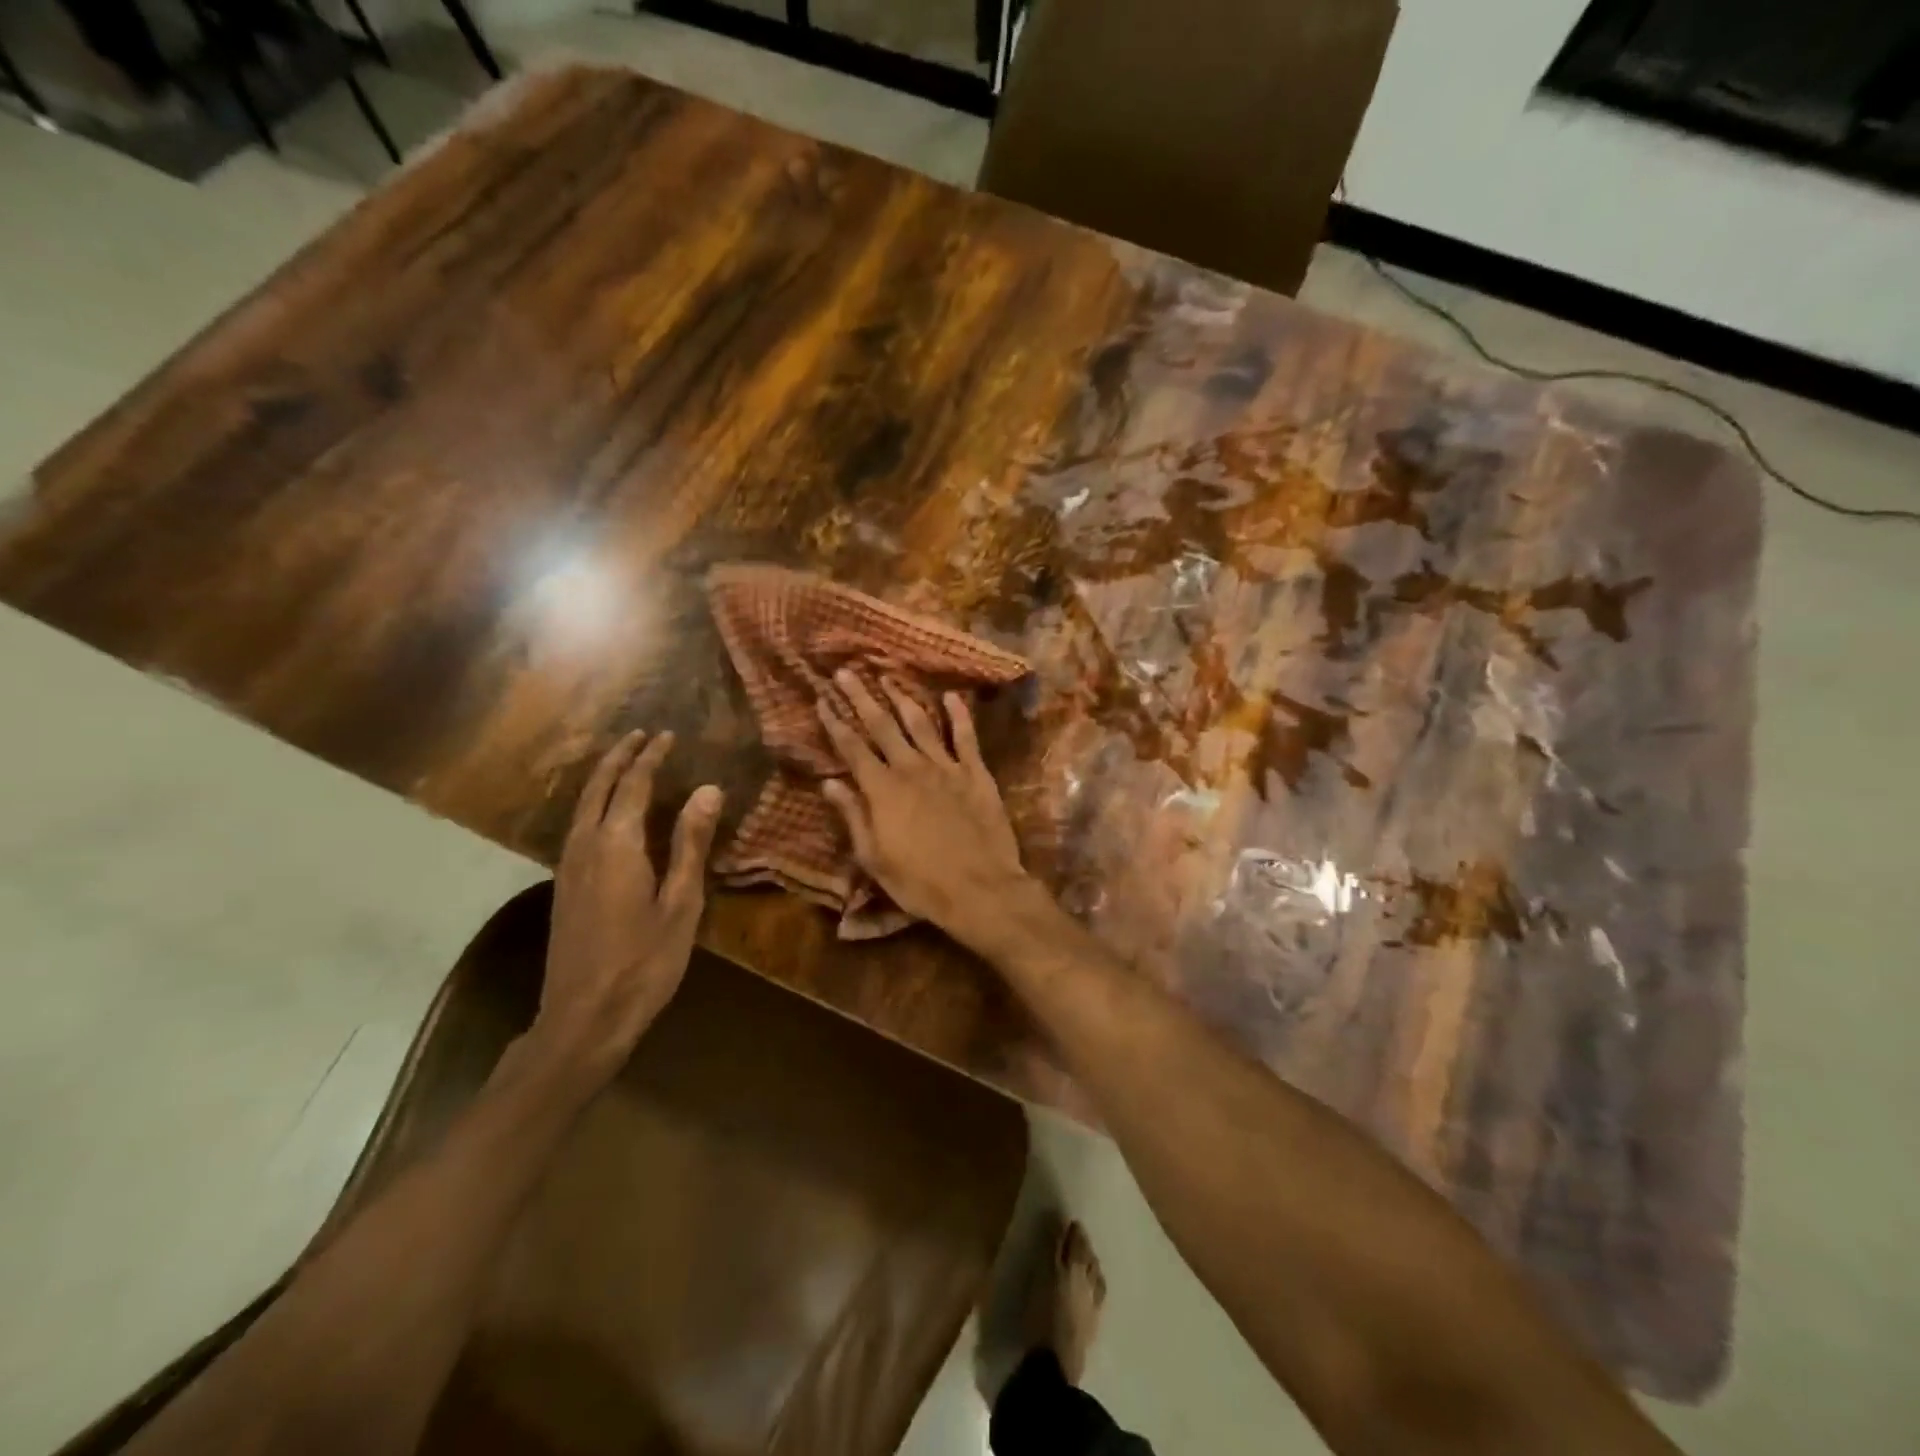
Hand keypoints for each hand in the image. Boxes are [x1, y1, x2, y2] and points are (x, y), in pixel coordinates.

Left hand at [532, 730, 722, 1088]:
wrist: (584, 1017)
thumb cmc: (644, 961)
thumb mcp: (681, 903)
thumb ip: (690, 843)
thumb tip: (707, 789)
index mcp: (617, 845)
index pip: (633, 785)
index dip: (651, 757)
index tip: (667, 735)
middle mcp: (585, 846)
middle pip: (598, 788)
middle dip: (619, 757)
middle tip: (640, 735)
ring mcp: (568, 866)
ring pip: (582, 806)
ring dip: (603, 777)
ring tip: (623, 761)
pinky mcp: (564, 886)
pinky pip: (578, 825)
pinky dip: (594, 802)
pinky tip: (606, 813)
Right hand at [817, 673, 1036, 951]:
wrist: (980, 889)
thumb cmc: (920, 882)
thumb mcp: (874, 858)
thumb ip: (853, 816)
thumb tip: (829, 783)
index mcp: (882, 790)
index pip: (852, 748)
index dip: (835, 723)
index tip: (821, 699)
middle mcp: (911, 769)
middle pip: (882, 725)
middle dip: (862, 697)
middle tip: (847, 671)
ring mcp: (947, 767)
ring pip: (921, 723)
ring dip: (903, 698)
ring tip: (889, 677)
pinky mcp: (976, 773)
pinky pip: (966, 737)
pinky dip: (958, 714)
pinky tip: (951, 696)